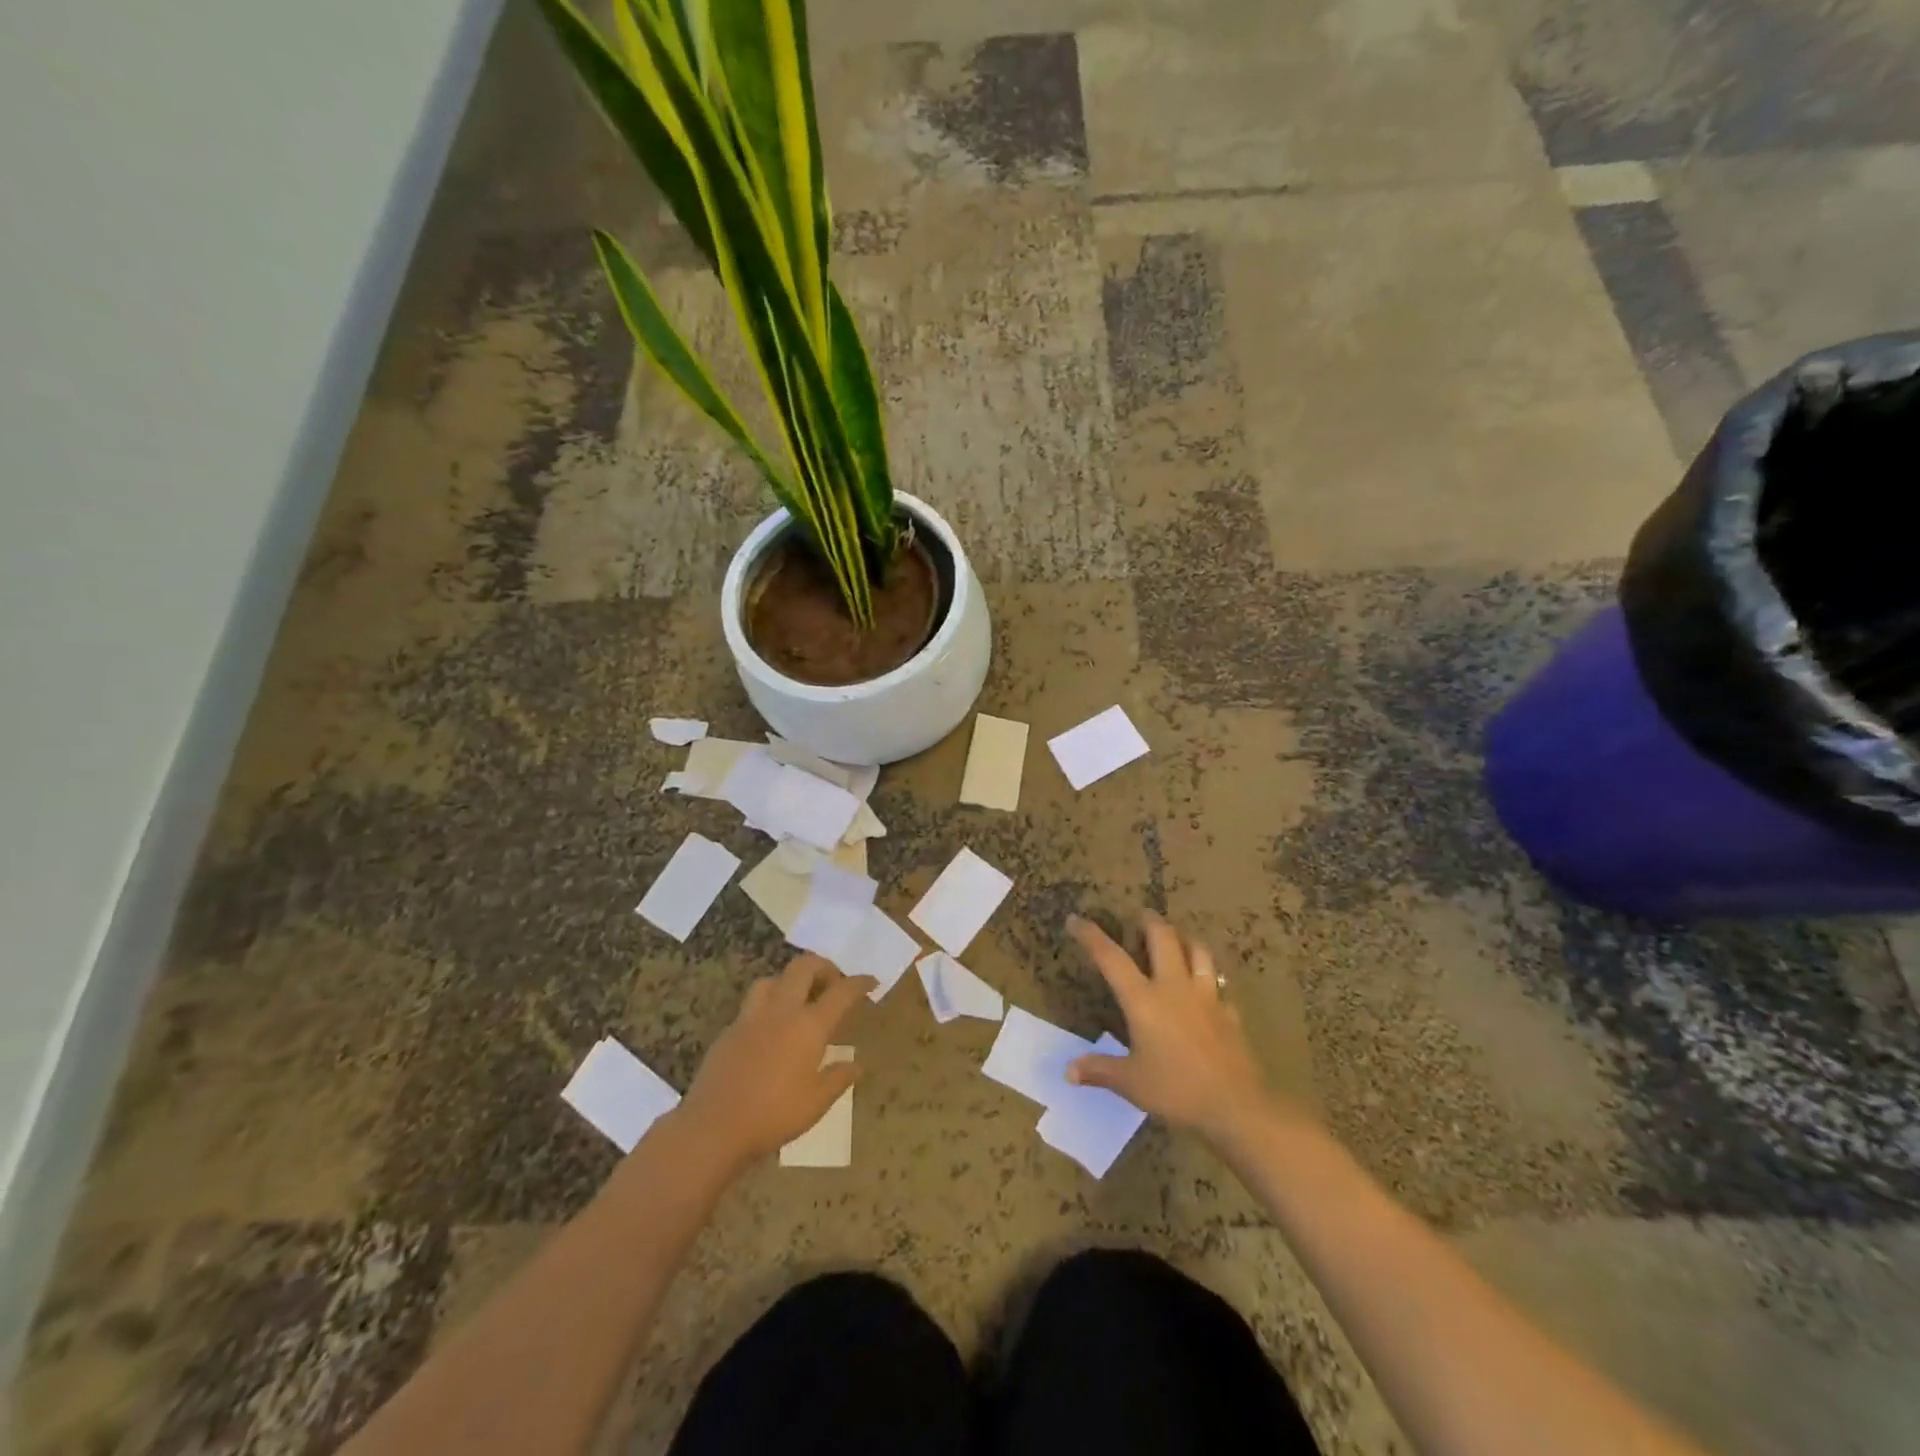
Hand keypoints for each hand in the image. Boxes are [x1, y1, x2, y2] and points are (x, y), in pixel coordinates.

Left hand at [675, 955, 874, 1170]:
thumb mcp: (816, 1103)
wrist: (713, 1127)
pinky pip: (753, 1004)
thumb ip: (838, 1078)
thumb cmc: (773, 1115)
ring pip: (773, 979)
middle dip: (824, 967)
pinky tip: (770, 1029)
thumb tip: (857, 1065)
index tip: (871, 982)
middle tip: (833, 984)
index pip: (841, 992)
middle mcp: (781, 1011)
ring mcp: (751, 1017)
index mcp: (809, 1026)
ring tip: (799, 1001)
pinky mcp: (729, 1030)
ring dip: (791, 981)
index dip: (859, 983)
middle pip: (804, 967)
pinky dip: (769, 1005)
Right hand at [1066, 912, 1278, 1145]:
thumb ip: (1100, 1071)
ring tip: (1177, 938)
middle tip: (1140, 915)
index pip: (1111, 958)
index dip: (1091, 936)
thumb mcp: (1131, 1083)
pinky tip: (1206, 988)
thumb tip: (1068, 1071)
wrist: (1237, 1106)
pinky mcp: (1229, 1013)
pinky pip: (1219, 984)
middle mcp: (1174, 988)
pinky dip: (1209, 978)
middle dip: (1149, 921)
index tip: (1075, 919)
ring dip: (1184, 938)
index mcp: (1144, 1000)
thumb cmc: (1177, 1090)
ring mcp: (1206, 997)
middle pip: (1163, 938)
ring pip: (1198, 951)